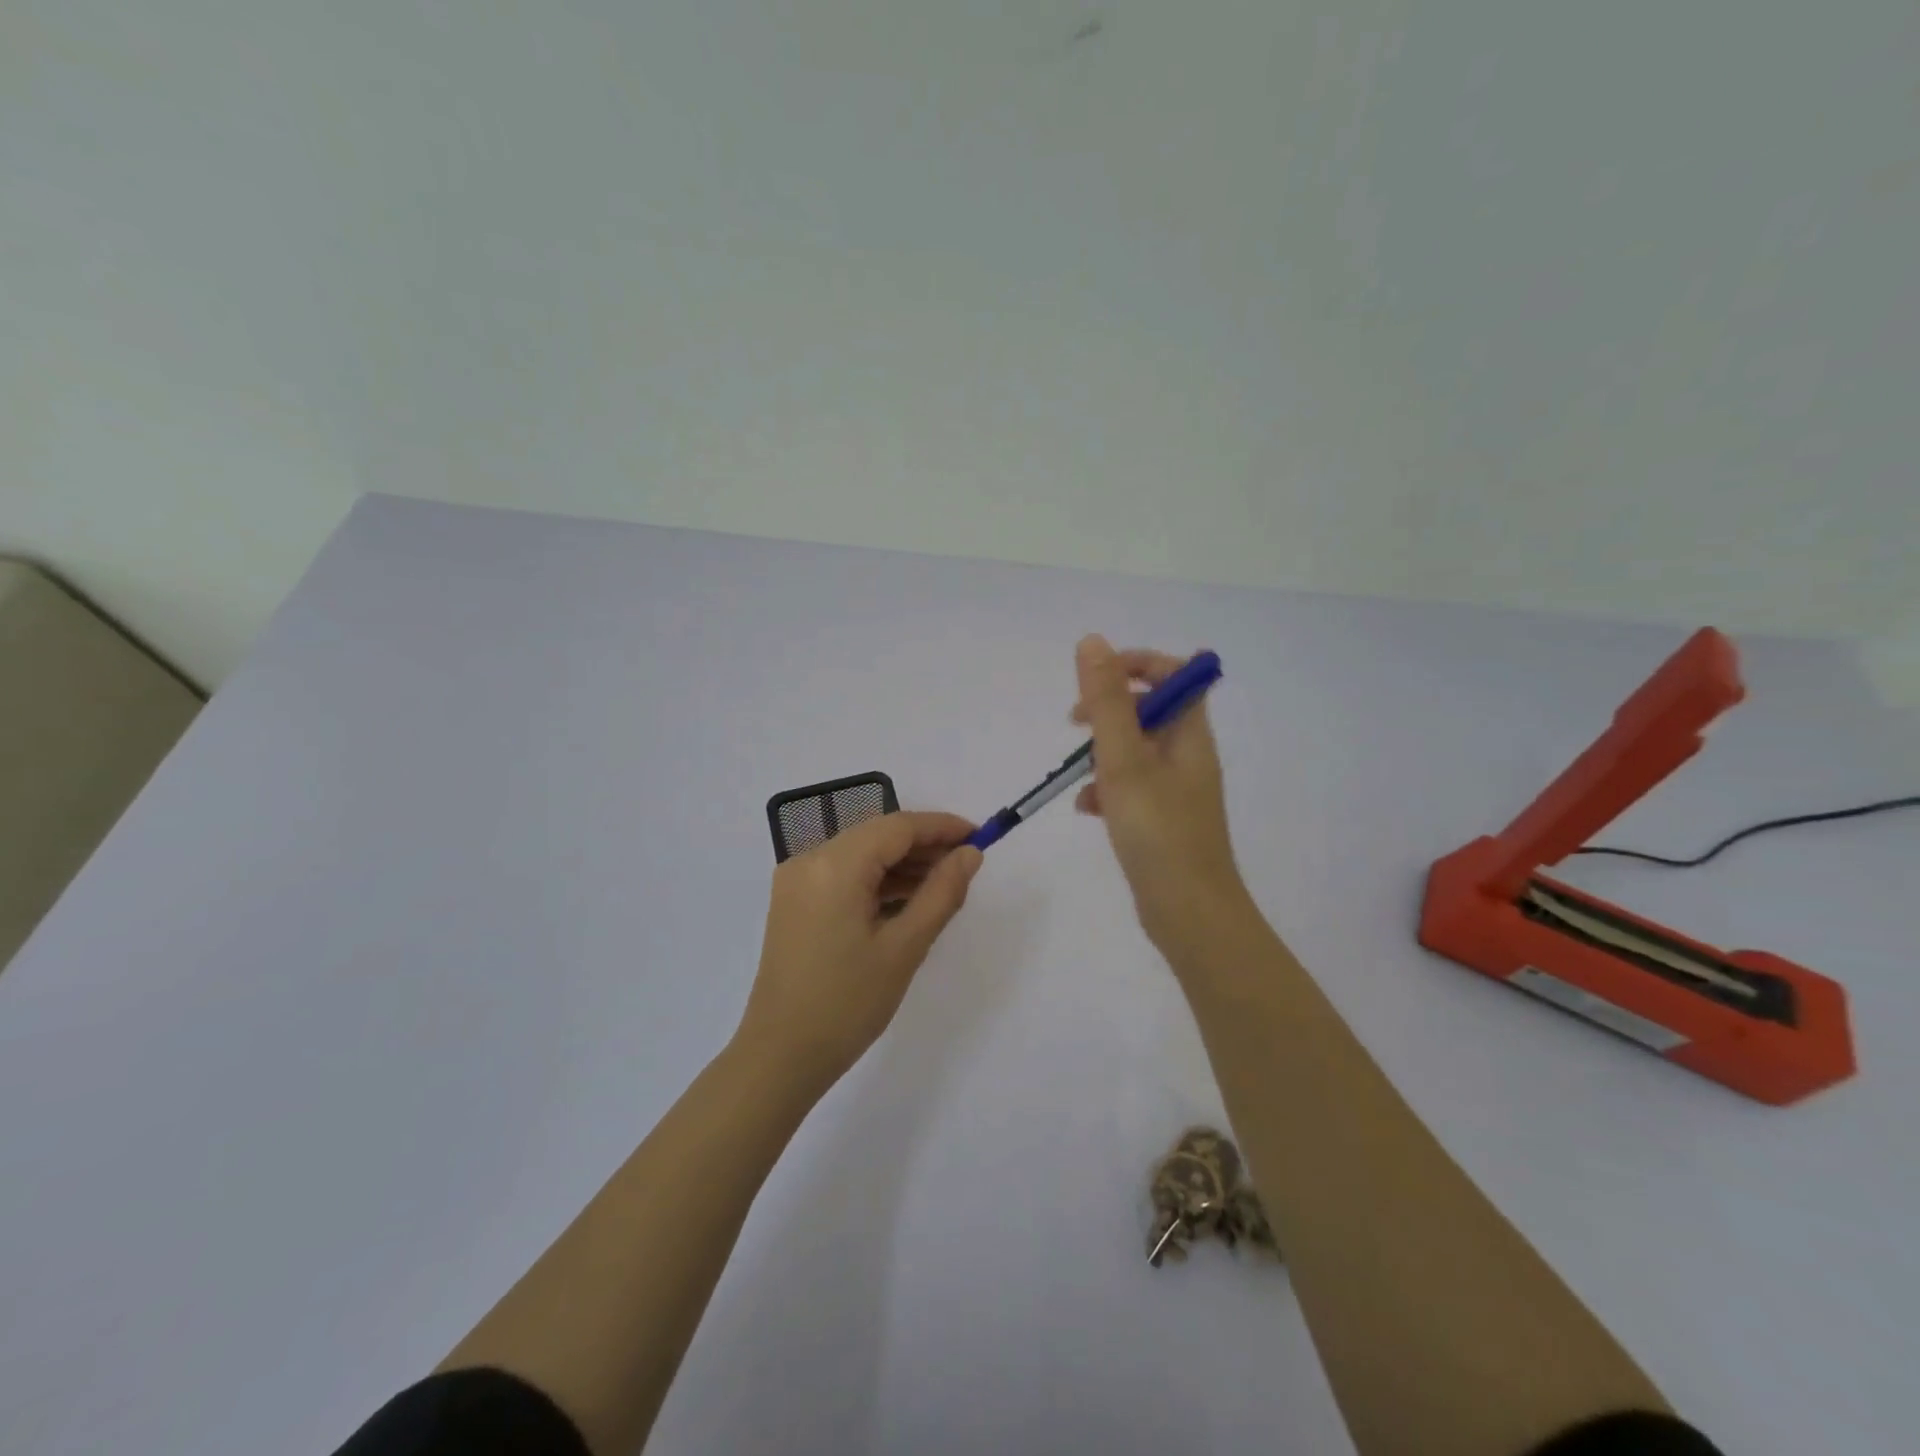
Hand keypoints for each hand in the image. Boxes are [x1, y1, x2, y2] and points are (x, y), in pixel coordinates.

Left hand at [736, 810, 982, 1091]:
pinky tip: (908, 899)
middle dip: (924, 845)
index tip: (980, 836)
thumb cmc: (847, 1004)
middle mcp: (809, 860)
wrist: (780, 1056)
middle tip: (967, 864)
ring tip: (945, 884)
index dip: (941, 827)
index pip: (897, 826)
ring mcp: (797, 880)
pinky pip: (844, 874)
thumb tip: (970, 854)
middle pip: (877, 835)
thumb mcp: (905, 947)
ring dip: (902, 863)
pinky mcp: (794, 901)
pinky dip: (877, 880)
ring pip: (861, 854)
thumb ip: (942, 893)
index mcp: (834, 865)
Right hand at [1071, 635, 1249, 952]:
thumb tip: (1093, 642)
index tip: (1095, 679)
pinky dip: (1106, 788)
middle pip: (1150, 710)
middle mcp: (1188, 755)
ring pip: (1135, 750)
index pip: (1175, 674)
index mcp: (1190, 735)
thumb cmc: (1158, 832)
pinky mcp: (1162, 818)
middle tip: (1076, 723)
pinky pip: (1131, 786)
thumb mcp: (1124, 761)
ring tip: (1079, 775)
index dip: (1136, 665)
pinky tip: (1087, 809)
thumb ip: (1106, 701)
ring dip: (1102, 752)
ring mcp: (1176, 789)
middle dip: (1108, 710)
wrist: (1188, 913)